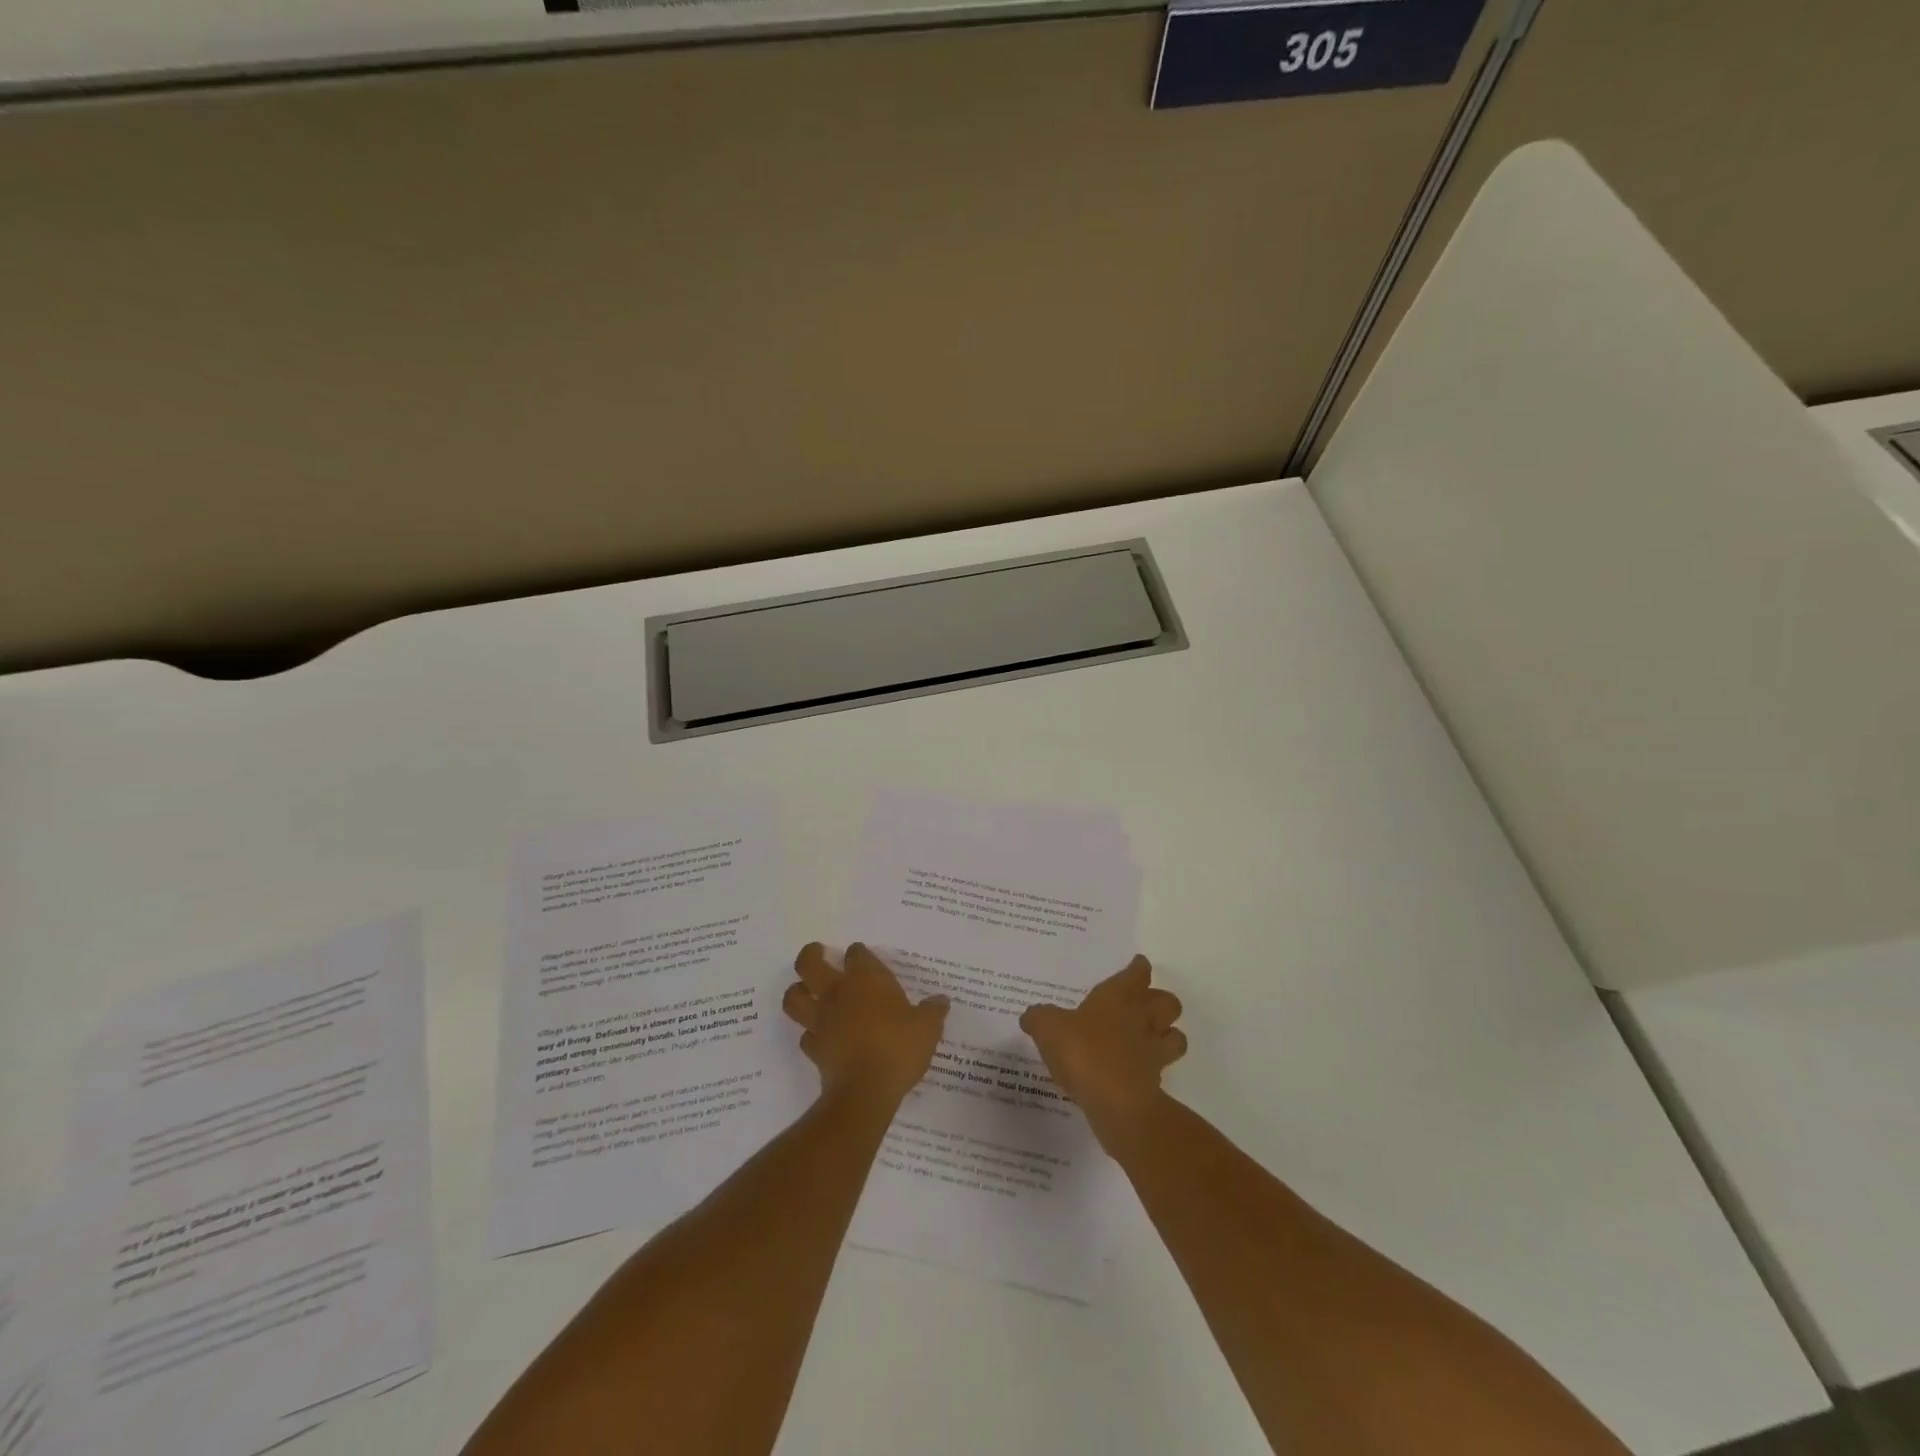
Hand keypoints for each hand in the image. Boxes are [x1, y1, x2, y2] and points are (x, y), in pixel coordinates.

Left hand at [783, 943, 949, 1105]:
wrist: (866, 1091)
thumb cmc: (898, 1048)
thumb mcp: (928, 1028)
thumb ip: (933, 1011)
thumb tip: (941, 1000)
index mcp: (865, 980)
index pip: (856, 954)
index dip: (859, 953)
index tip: (863, 956)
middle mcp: (837, 993)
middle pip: (809, 964)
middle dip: (811, 955)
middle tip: (817, 953)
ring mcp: (821, 1021)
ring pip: (794, 997)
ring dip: (797, 991)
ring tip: (806, 990)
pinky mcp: (813, 1048)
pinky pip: (805, 1034)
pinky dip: (810, 1032)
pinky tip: (821, 1035)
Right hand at [1020, 955, 1185, 1142]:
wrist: (1117, 1103)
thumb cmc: (1083, 1052)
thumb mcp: (1048, 1028)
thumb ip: (1039, 1018)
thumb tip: (1031, 1016)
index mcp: (1119, 997)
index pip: (1137, 974)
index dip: (1138, 968)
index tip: (1137, 965)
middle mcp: (1142, 1019)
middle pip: (1167, 1002)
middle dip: (1160, 1001)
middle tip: (1143, 1005)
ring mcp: (1153, 1051)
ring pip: (1176, 1035)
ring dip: (1168, 1034)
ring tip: (1150, 1039)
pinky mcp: (1155, 1083)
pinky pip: (1161, 1069)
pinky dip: (1153, 1068)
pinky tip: (1135, 1072)